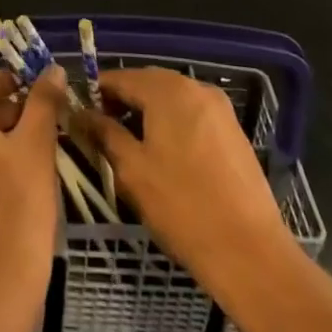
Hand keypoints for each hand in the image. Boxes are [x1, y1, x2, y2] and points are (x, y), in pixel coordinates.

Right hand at [76, 68, 289, 280]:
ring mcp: (219, 108)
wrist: (251, 253)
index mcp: (167, 89)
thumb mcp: (132, 170)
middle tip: (105, 135)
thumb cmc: (182, 207)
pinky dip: (173, 126)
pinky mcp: (233, 131)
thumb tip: (80, 113)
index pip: (120, 78)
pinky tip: (168, 158)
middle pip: (147, 83)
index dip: (97, 94)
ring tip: (134, 149)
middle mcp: (195, 87)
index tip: (81, 118)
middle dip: (124, 103)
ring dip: (149, 115)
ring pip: (171, 100)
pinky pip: (193, 116)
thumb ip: (104, 133)